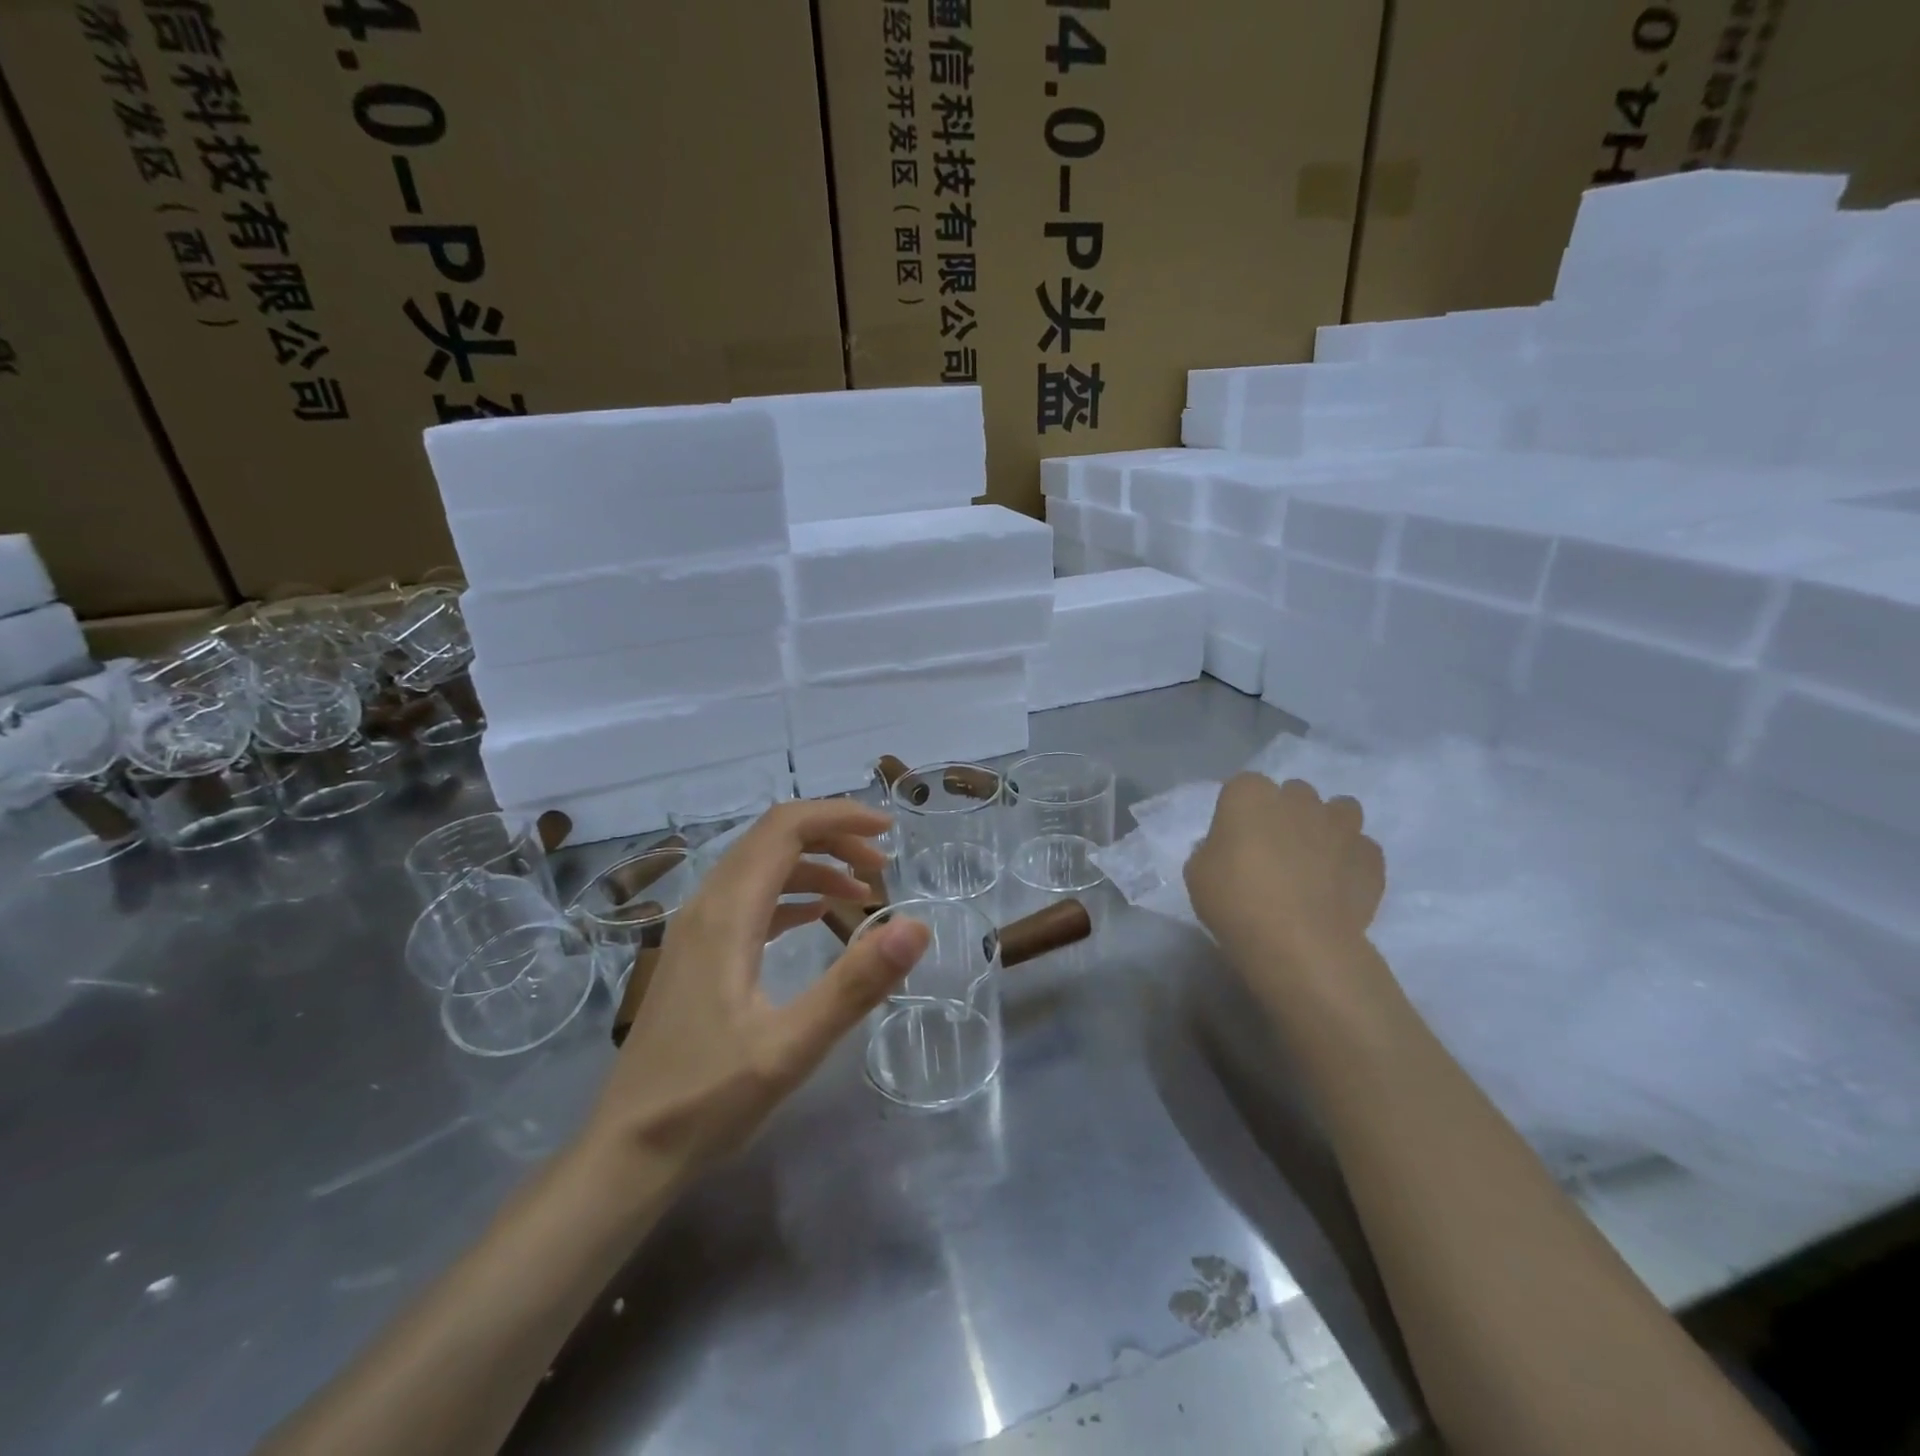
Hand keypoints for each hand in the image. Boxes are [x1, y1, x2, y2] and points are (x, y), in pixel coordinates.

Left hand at [584, 800, 930, 1176]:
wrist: (629, 1151)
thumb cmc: (708, 1099)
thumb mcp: (791, 1046)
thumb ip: (855, 983)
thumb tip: (916, 926)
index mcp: (727, 914)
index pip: (784, 828)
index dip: (839, 816)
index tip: (888, 832)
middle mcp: (707, 906)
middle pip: (772, 838)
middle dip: (833, 836)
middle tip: (884, 865)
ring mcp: (697, 929)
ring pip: (761, 866)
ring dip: (814, 864)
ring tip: (864, 891)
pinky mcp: (697, 953)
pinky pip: (750, 898)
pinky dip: (792, 892)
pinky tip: (818, 915)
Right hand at [1184, 774, 1385, 997]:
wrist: (1298, 943)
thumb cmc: (1235, 901)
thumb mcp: (1197, 874)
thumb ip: (1211, 850)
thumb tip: (1226, 849)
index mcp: (1250, 796)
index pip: (1243, 786)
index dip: (1239, 810)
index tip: (1234, 838)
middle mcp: (1298, 800)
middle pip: (1293, 793)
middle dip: (1286, 813)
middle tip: (1274, 850)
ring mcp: (1340, 826)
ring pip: (1340, 810)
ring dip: (1328, 826)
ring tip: (1316, 858)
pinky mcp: (1370, 858)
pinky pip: (1362, 849)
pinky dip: (1353, 861)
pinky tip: (1340, 884)